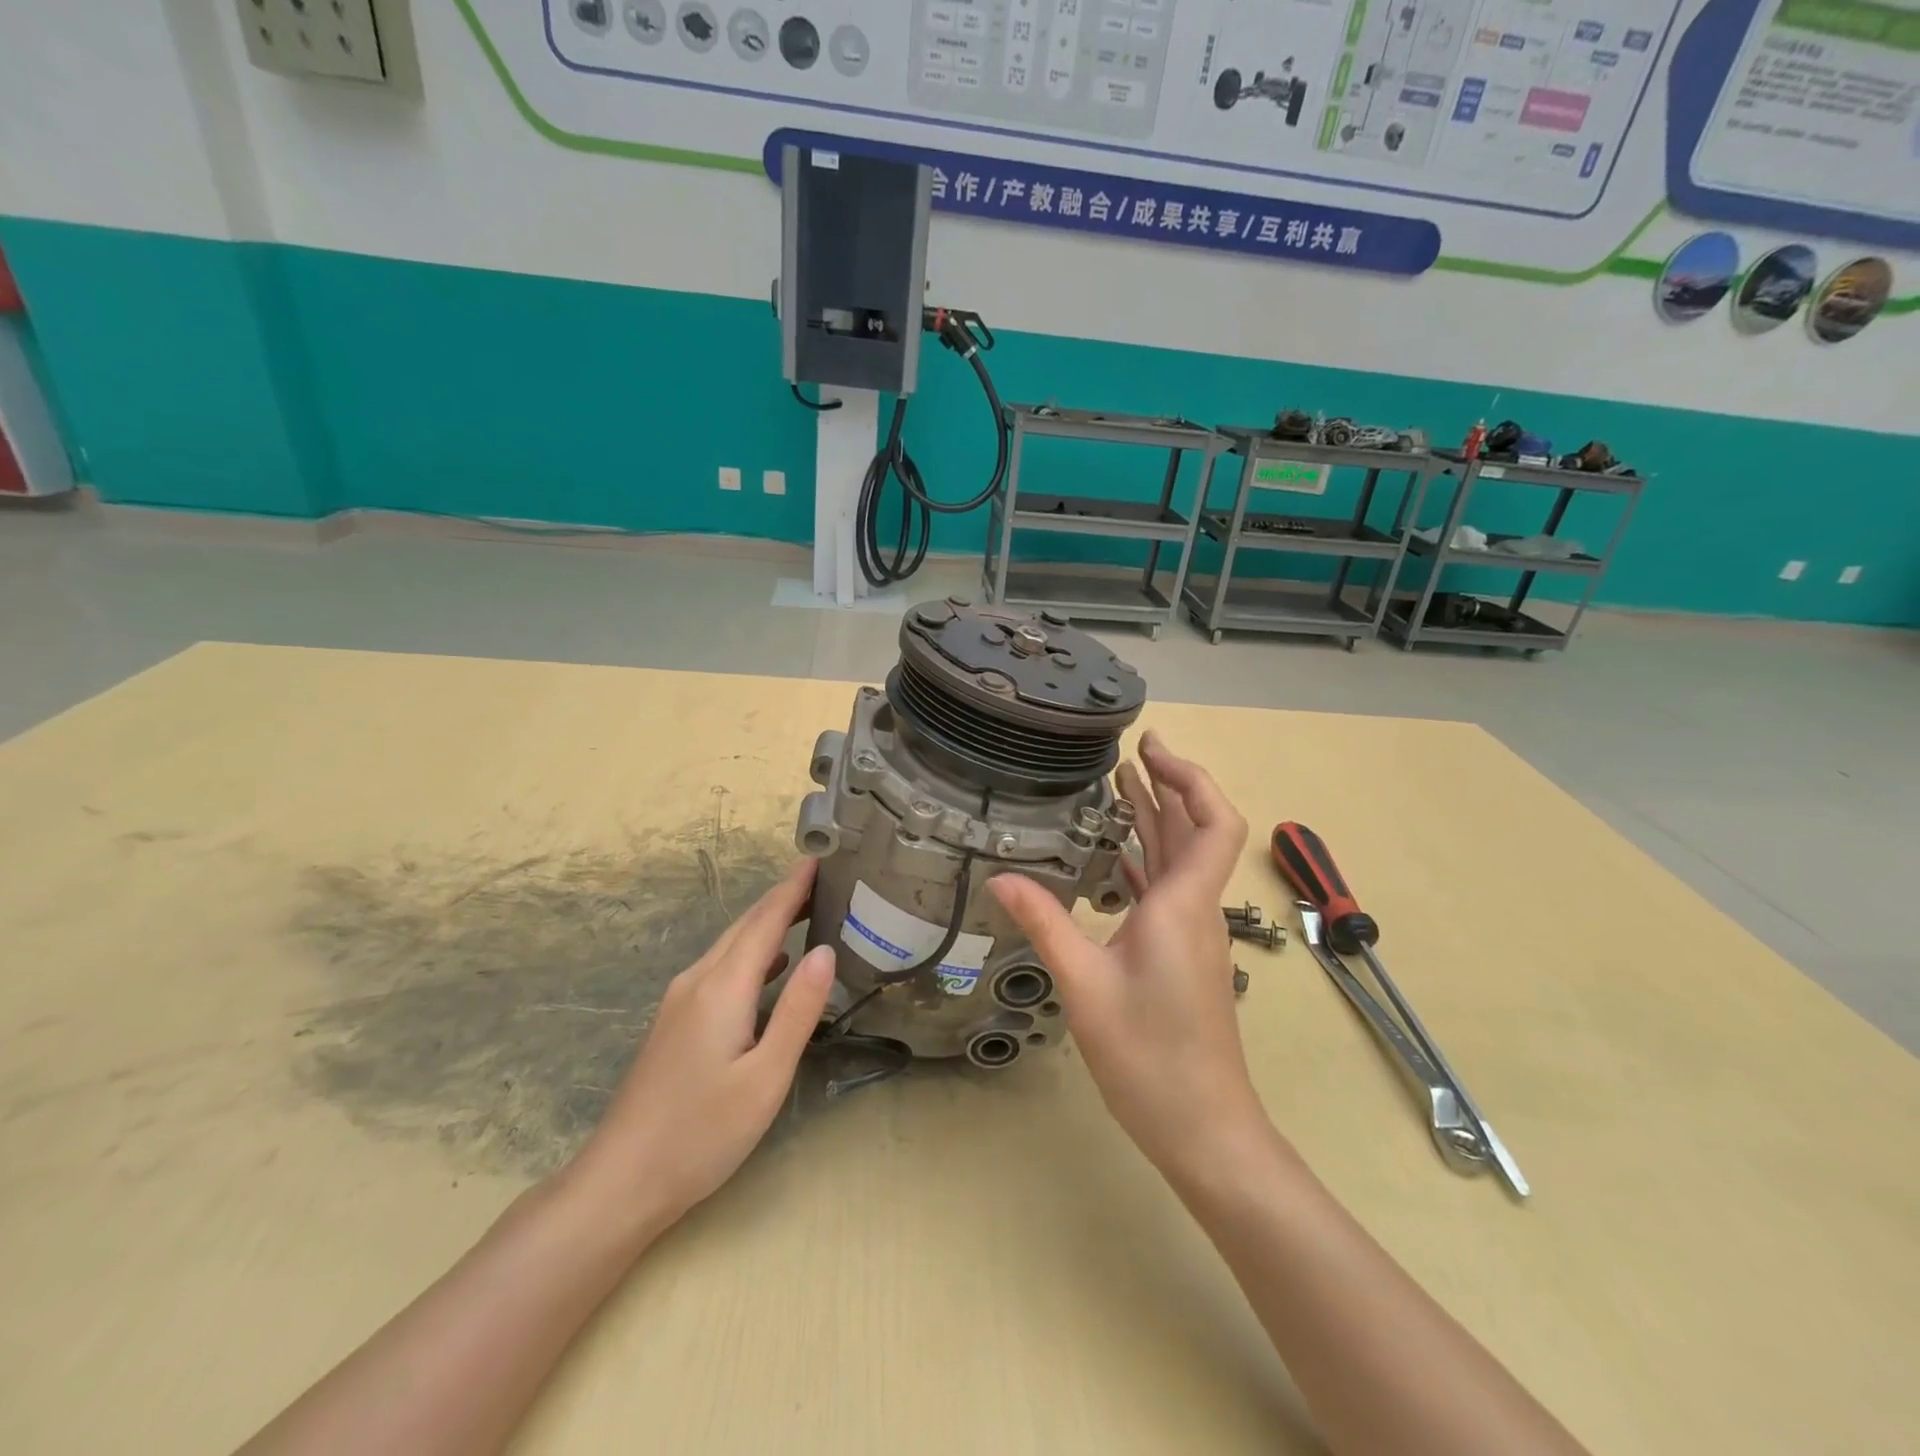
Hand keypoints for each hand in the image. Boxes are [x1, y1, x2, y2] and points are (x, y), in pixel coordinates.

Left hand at [568, 859, 834, 1237]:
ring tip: (808, 912)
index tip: (820, 857)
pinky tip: (772, 965)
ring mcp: (681, 1000)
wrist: (620, 1182)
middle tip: (825, 879)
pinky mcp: (675, 1021)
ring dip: (768, 923)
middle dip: (784, 897)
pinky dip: (753, 952)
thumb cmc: (701, 1133)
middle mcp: (698, 981)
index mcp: (722, 987)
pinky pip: (721, 967)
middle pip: (746, 925)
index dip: (794, 887)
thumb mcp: (765, 1077)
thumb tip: (826, 950)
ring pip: (731, 945)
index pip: (765, 920)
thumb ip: (798, 1010)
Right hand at [989, 733, 1261, 1178]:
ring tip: (1120, 785)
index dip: (1190, 778)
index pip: (1213, 822)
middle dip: (1167, 785)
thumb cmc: (1149, 1056)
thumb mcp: (1084, 985)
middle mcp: (1193, 909)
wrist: (1203, 1127)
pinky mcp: (1181, 954)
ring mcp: (1190, 933)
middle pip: (1195, 831)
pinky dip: (1146, 860)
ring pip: (1179, 860)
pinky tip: (1116, 856)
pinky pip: (1167, 890)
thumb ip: (1045, 924)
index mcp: (1182, 905)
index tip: (1150, 750)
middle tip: (1129, 751)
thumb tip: (1000, 878)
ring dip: (1157, 819)